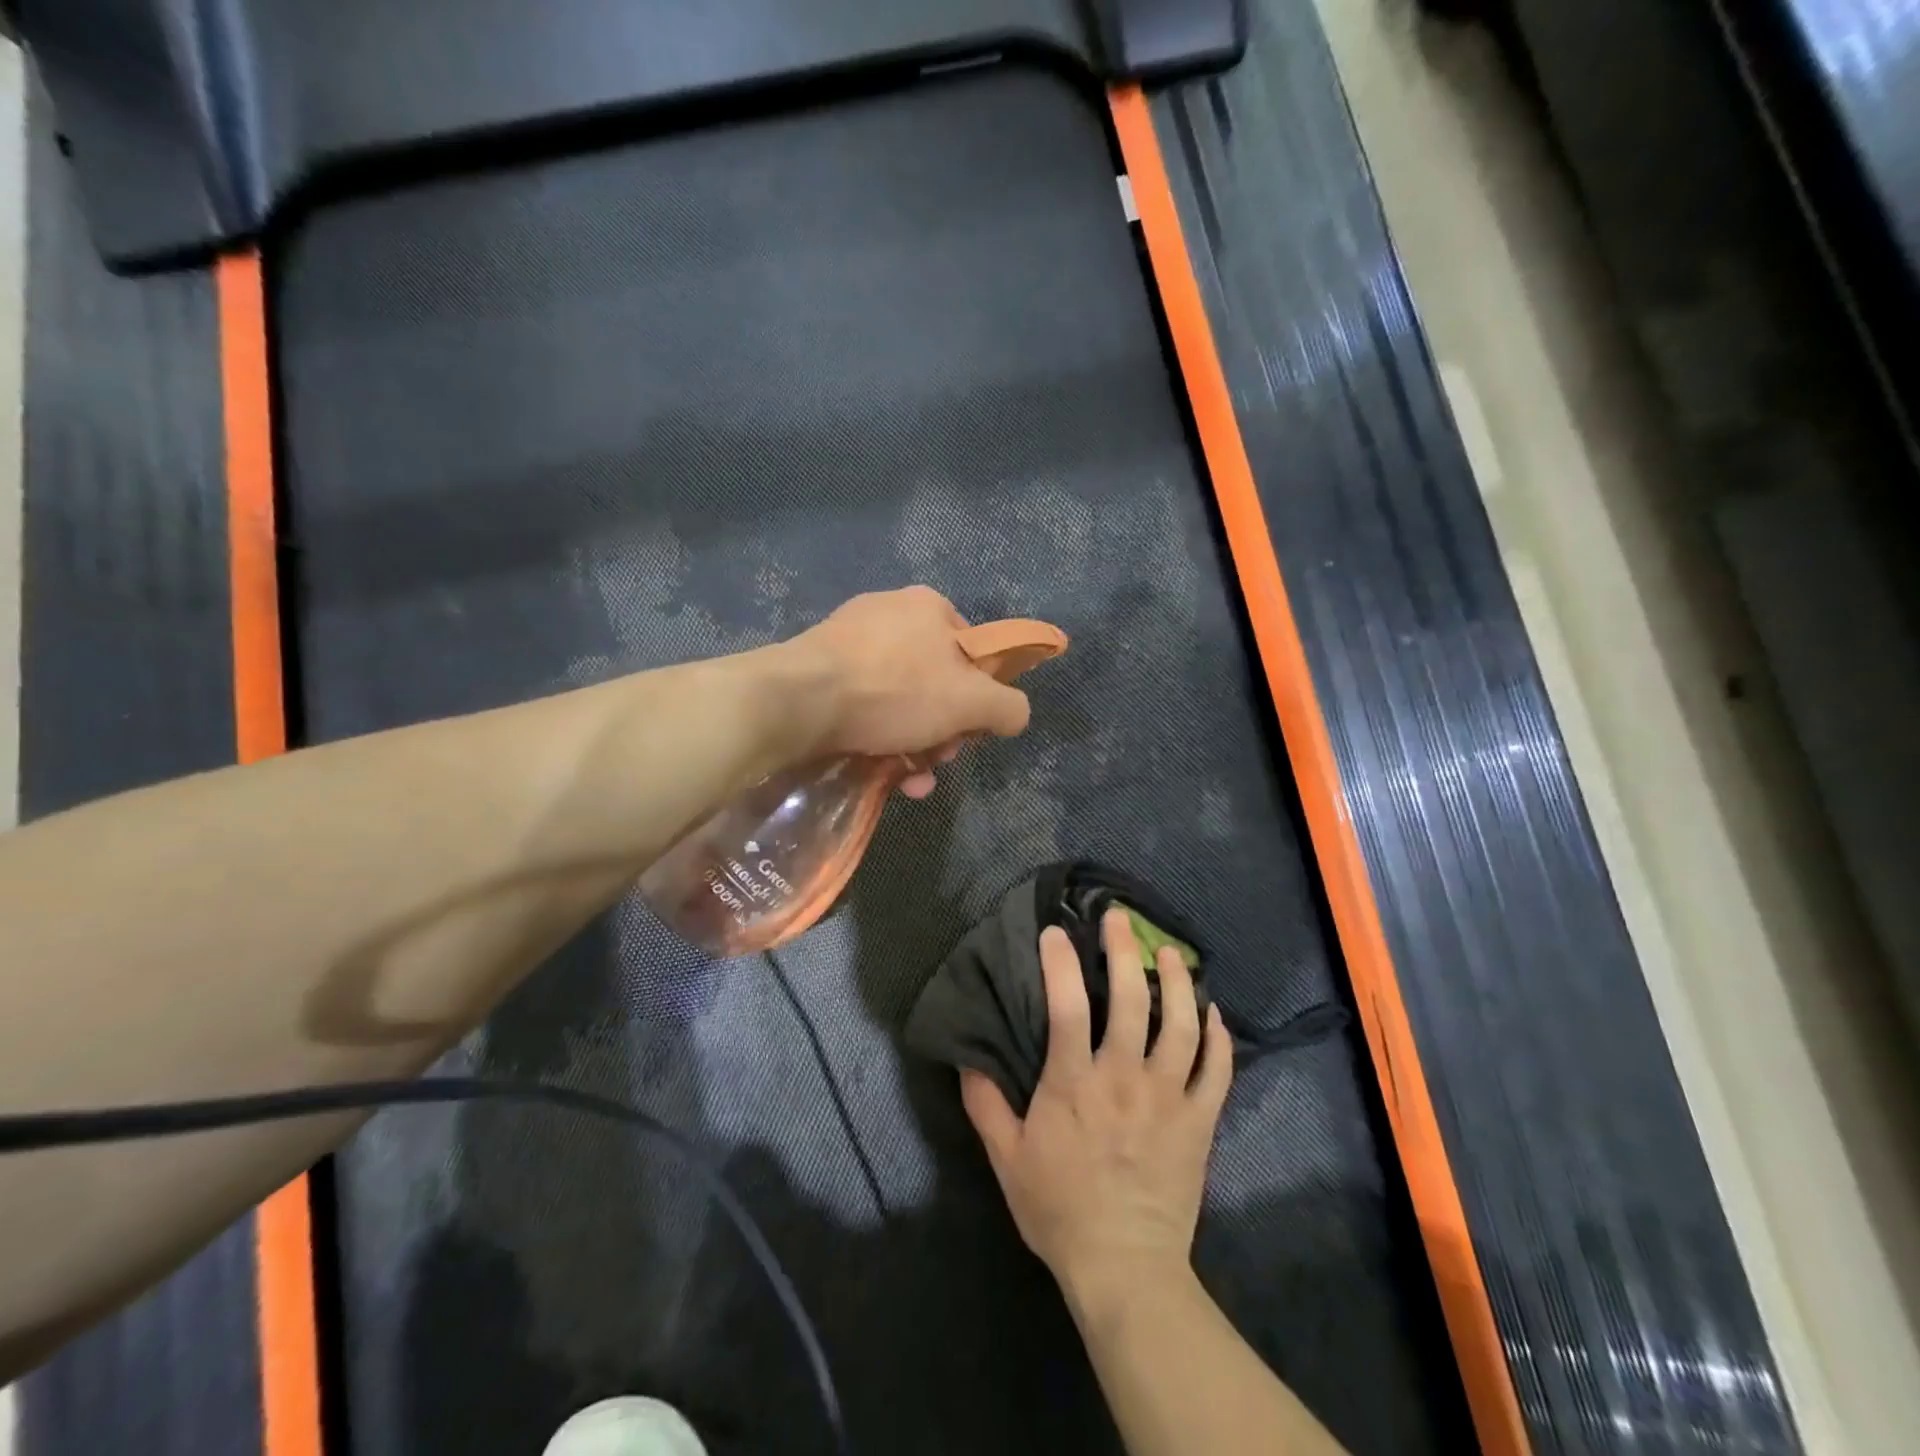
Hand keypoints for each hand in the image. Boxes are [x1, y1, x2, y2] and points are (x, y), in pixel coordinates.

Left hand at [787, 587, 1031, 795]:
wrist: (798, 700)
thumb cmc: (895, 690)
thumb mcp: (971, 701)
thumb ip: (1008, 707)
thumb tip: (1016, 715)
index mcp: (929, 607)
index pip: (973, 653)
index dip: (979, 697)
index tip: (969, 732)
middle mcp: (890, 614)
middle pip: (936, 682)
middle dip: (944, 731)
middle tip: (937, 760)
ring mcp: (850, 642)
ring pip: (900, 701)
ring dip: (915, 746)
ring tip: (910, 780)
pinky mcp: (820, 670)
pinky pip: (865, 706)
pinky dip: (880, 739)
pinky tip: (883, 773)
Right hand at [962, 909, 1232, 1304]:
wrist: (1124, 1270)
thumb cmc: (1060, 1210)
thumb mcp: (1007, 1159)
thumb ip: (985, 1105)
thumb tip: (966, 1058)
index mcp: (1075, 1084)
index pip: (1068, 1006)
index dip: (1061, 962)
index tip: (1056, 931)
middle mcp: (1124, 1078)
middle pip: (1132, 1000)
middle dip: (1125, 951)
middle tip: (1121, 920)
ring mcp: (1169, 1098)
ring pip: (1182, 1025)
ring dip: (1178, 982)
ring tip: (1170, 953)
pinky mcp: (1200, 1122)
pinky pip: (1218, 1070)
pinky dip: (1219, 1037)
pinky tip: (1213, 1012)